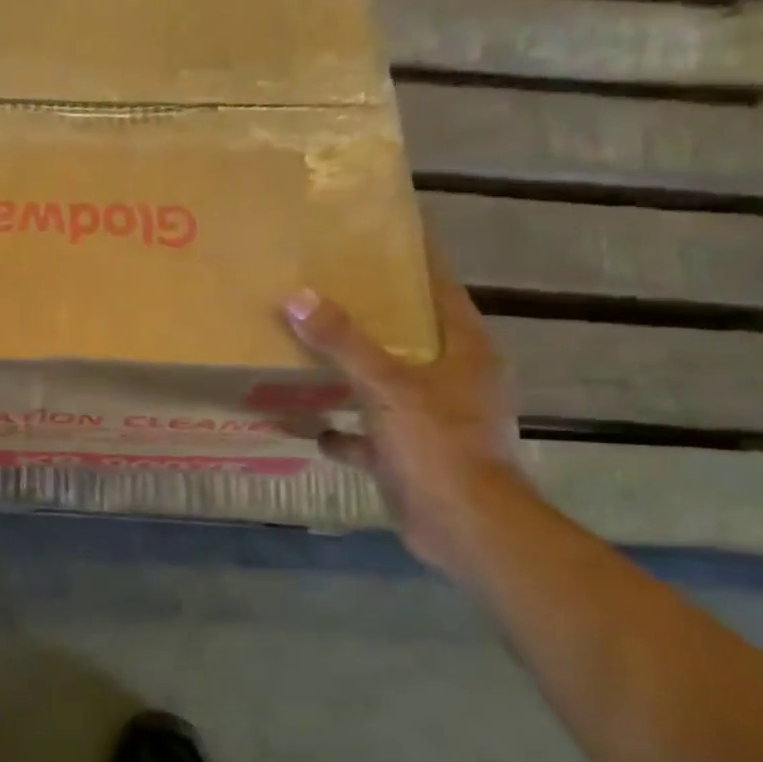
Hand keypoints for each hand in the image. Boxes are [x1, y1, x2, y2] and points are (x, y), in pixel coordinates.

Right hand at [284, 256, 525, 576]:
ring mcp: (434, 419)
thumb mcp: (386, 386)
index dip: (414, 260)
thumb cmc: (437, 444)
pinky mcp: (413, 454)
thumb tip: (297, 296)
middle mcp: (454, 379)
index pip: (439, 289)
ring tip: (308, 352)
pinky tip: (310, 426)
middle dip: (370, 316)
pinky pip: (371, 432)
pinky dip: (345, 431)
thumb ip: (343, 343)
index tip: (380, 234)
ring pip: (387, 383)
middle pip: (409, 335)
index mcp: (464, 350)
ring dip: (352, 373)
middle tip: (326, 288)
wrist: (464, 527)